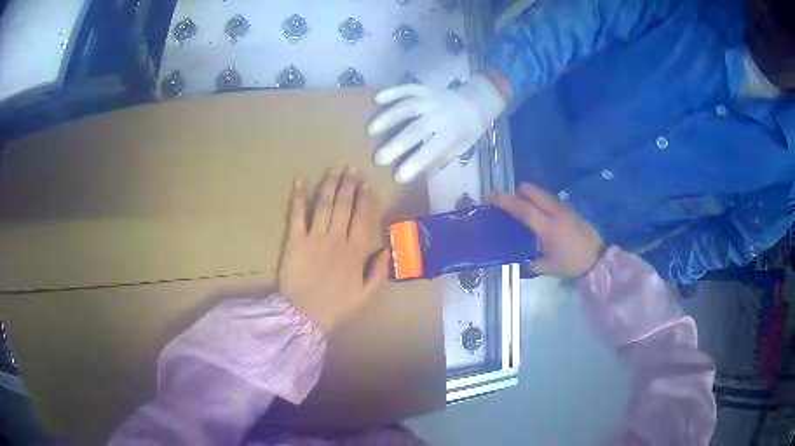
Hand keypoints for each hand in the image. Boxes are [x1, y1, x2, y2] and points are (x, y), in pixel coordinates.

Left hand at [278, 168, 389, 334]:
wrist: (304, 317)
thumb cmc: (336, 308)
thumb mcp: (366, 296)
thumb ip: (378, 273)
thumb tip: (386, 250)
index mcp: (355, 252)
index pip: (362, 219)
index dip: (364, 199)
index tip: (365, 184)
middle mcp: (336, 239)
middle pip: (344, 206)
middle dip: (348, 185)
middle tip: (351, 169)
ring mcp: (314, 238)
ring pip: (324, 205)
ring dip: (329, 185)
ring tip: (334, 170)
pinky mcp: (294, 241)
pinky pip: (296, 215)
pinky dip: (297, 198)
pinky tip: (299, 182)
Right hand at [367, 74, 506, 182]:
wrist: (478, 101)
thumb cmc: (467, 130)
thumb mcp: (460, 148)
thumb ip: (439, 158)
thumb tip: (416, 173)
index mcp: (451, 133)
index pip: (431, 151)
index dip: (414, 164)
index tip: (398, 177)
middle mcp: (440, 115)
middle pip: (415, 130)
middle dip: (396, 145)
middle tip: (378, 159)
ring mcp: (431, 99)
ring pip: (407, 107)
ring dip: (388, 117)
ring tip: (371, 130)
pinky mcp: (425, 89)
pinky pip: (407, 88)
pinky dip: (392, 92)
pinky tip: (377, 99)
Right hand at [491, 183, 604, 276]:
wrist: (597, 258)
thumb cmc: (571, 264)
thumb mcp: (548, 268)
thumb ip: (529, 262)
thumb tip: (515, 259)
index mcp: (547, 228)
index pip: (522, 208)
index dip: (504, 201)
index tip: (489, 199)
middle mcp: (554, 212)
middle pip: (529, 190)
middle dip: (514, 194)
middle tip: (508, 207)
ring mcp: (562, 207)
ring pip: (538, 191)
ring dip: (526, 196)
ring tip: (522, 211)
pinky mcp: (568, 207)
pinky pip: (547, 198)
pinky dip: (538, 201)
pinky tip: (539, 217)